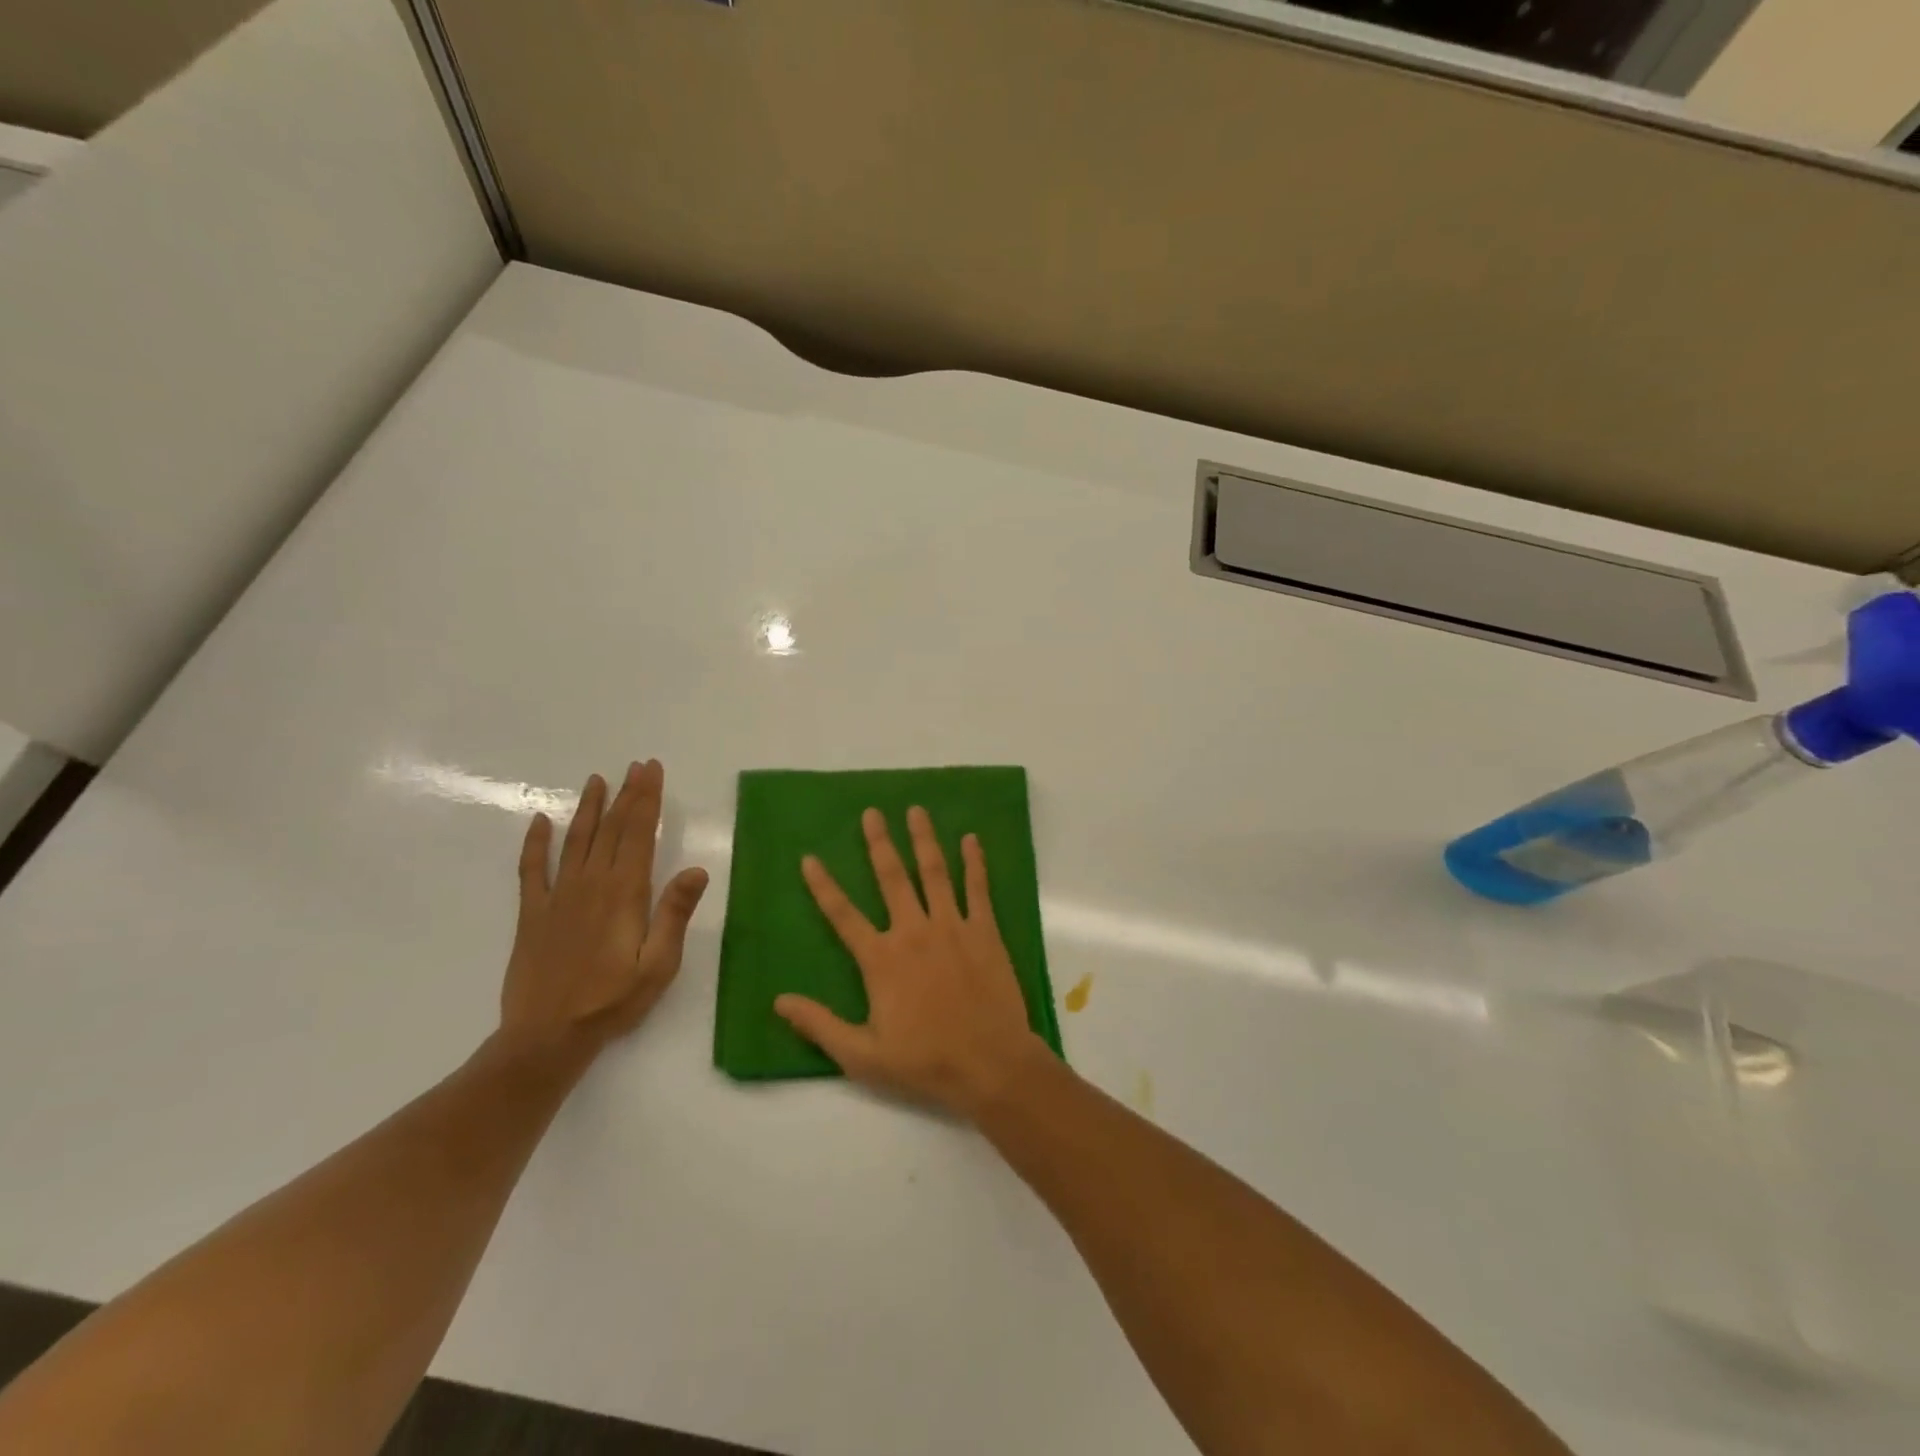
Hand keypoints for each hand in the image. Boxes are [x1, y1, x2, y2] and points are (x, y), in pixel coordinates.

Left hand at [499, 760, 708, 1061]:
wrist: (547, 1037)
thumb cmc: (613, 1001)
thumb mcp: (658, 964)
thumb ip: (674, 914)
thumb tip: (697, 869)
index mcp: (625, 893)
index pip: (639, 834)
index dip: (647, 800)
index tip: (652, 771)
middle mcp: (591, 884)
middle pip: (611, 829)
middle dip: (626, 795)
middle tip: (635, 766)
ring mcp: (558, 896)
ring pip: (576, 840)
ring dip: (588, 808)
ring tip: (597, 780)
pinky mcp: (533, 913)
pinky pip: (532, 870)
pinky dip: (535, 844)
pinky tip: (539, 821)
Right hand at [776, 806, 1050, 1117]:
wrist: (990, 1064)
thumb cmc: (925, 1062)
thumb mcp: (862, 1055)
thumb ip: (819, 1025)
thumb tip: (779, 1000)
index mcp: (881, 959)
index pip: (843, 915)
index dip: (823, 886)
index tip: (809, 857)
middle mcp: (914, 932)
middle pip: (892, 878)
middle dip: (879, 843)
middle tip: (872, 812)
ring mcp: (953, 927)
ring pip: (934, 872)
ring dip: (924, 839)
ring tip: (916, 810)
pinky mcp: (985, 931)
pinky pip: (978, 889)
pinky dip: (974, 863)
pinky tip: (971, 840)